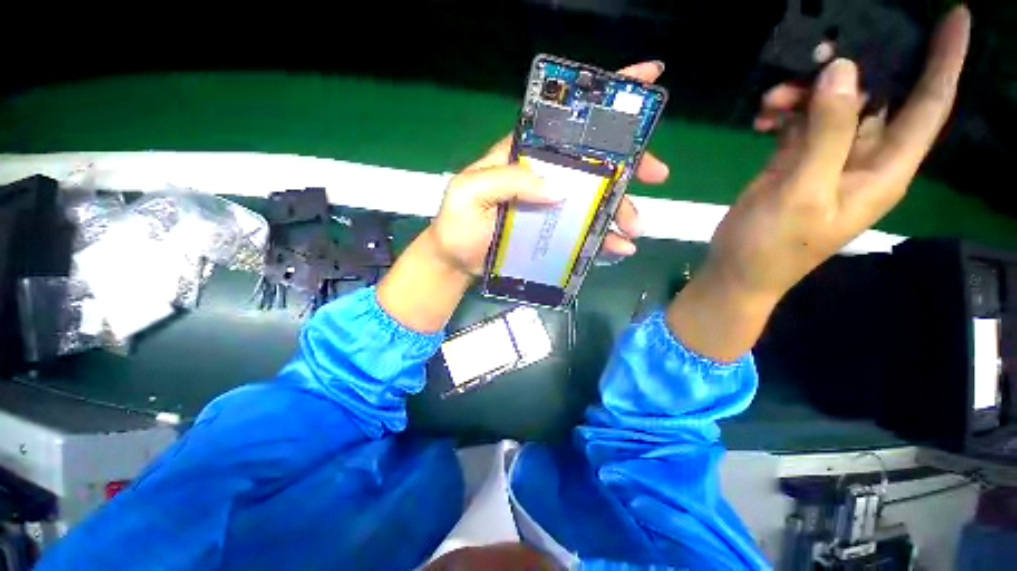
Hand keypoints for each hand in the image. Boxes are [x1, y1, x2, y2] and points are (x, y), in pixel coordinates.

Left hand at [427, 60, 669, 275]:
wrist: (456, 261)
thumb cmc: (457, 224)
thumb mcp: (471, 193)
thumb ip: (509, 182)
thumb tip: (558, 188)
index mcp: (523, 156)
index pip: (565, 121)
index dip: (604, 100)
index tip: (646, 82)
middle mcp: (543, 177)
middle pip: (593, 162)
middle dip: (629, 164)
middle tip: (656, 175)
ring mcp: (551, 207)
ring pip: (595, 200)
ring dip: (621, 210)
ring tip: (633, 230)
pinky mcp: (552, 233)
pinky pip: (584, 232)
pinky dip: (605, 238)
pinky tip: (619, 248)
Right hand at [669, 6, 970, 360]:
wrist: (736, 270)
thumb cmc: (773, 245)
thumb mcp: (803, 193)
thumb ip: (827, 135)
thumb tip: (843, 70)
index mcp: (884, 169)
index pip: (929, 105)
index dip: (945, 61)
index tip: (954, 16)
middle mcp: (863, 158)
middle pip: (876, 96)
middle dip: (852, 69)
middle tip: (814, 51)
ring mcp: (827, 159)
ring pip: (832, 105)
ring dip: (805, 93)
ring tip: (771, 99)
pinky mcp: (795, 162)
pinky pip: (799, 122)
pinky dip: (783, 112)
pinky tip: (762, 117)